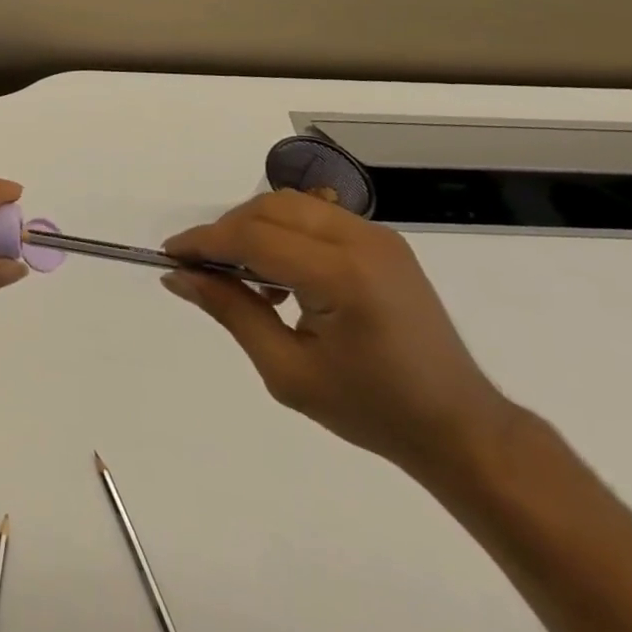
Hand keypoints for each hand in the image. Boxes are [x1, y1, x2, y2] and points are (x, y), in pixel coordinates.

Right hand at [162, 190, 515, 480]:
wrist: (460, 427)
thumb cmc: (373, 411)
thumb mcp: (289, 373)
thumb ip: (231, 313)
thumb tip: (178, 276)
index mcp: (341, 277)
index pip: (254, 237)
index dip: (205, 242)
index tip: (170, 255)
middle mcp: (360, 240)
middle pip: (269, 207)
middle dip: (227, 231)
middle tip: (203, 268)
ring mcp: (376, 234)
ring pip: (289, 203)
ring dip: (253, 227)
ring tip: (242, 275)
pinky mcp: (383, 239)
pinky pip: (314, 216)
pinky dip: (283, 231)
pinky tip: (280, 275)